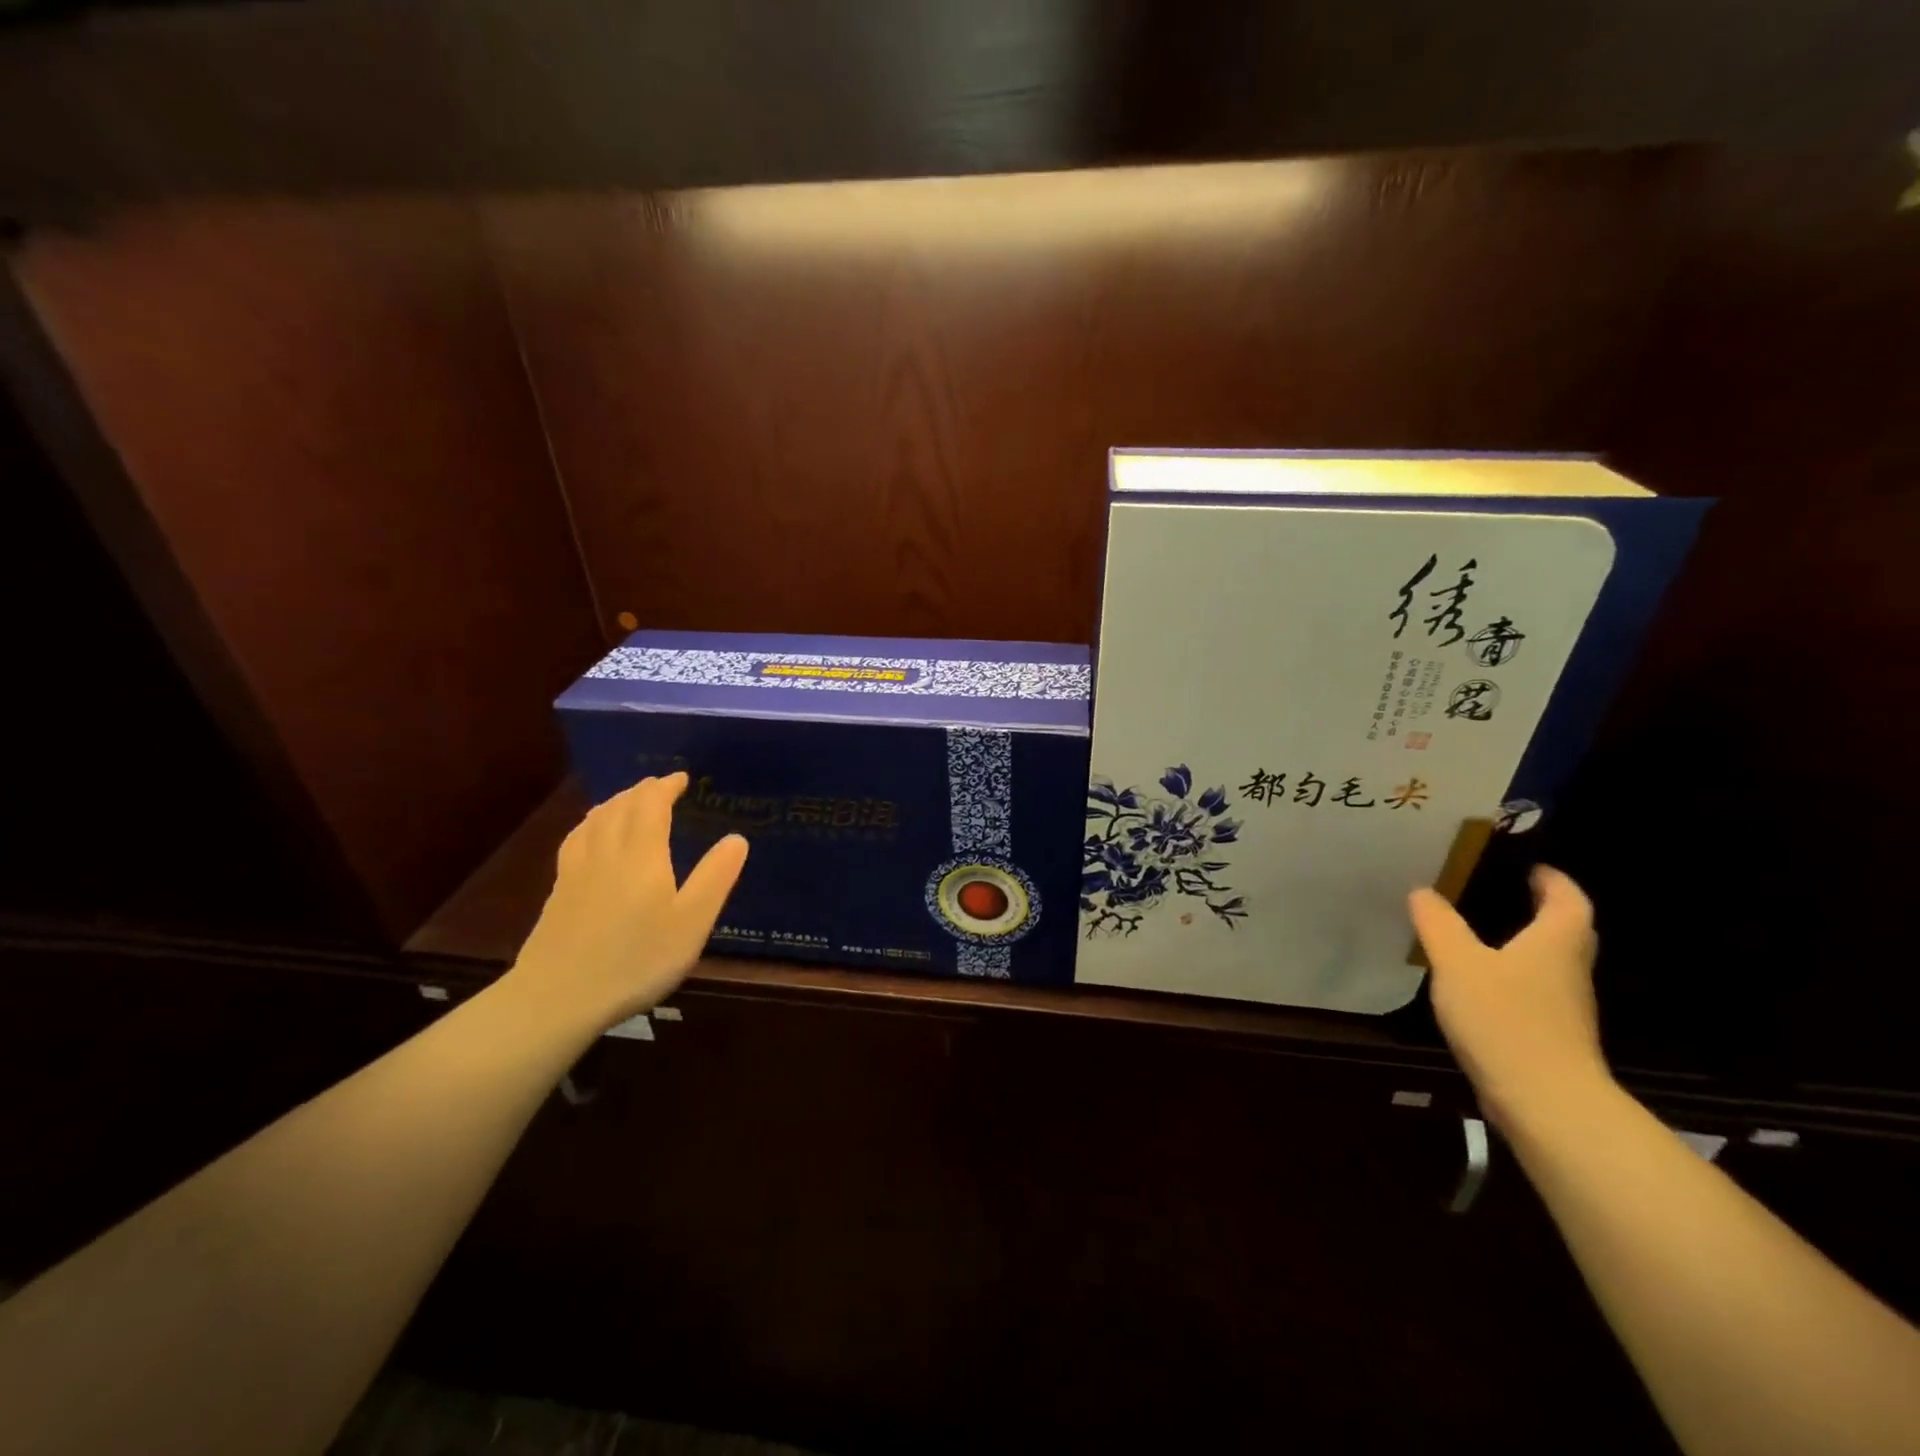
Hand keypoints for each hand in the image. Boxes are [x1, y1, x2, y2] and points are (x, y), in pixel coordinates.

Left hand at [508, 772, 748, 1030]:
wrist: (557, 998)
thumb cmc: (636, 960)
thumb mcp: (691, 923)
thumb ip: (715, 878)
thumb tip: (737, 837)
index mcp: (642, 855)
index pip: (651, 805)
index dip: (665, 786)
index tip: (681, 778)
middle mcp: (607, 853)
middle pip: (620, 807)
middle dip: (641, 790)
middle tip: (659, 785)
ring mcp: (576, 872)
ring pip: (594, 821)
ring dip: (614, 802)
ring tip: (627, 801)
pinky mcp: (558, 892)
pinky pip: (576, 840)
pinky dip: (589, 824)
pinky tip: (589, 836)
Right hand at [1407, 865, 1608, 1129]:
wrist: (1545, 1101)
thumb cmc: (1505, 1018)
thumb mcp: (1457, 962)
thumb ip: (1438, 924)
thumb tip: (1423, 891)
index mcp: (1556, 943)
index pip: (1569, 900)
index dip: (1553, 880)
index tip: (1529, 867)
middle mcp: (1569, 971)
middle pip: (1567, 932)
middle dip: (1542, 911)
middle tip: (1503, 894)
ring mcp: (1565, 1009)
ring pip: (1550, 964)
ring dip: (1526, 946)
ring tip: (1481, 935)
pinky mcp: (1552, 1038)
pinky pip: (1535, 993)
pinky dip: (1514, 979)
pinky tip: (1479, 986)